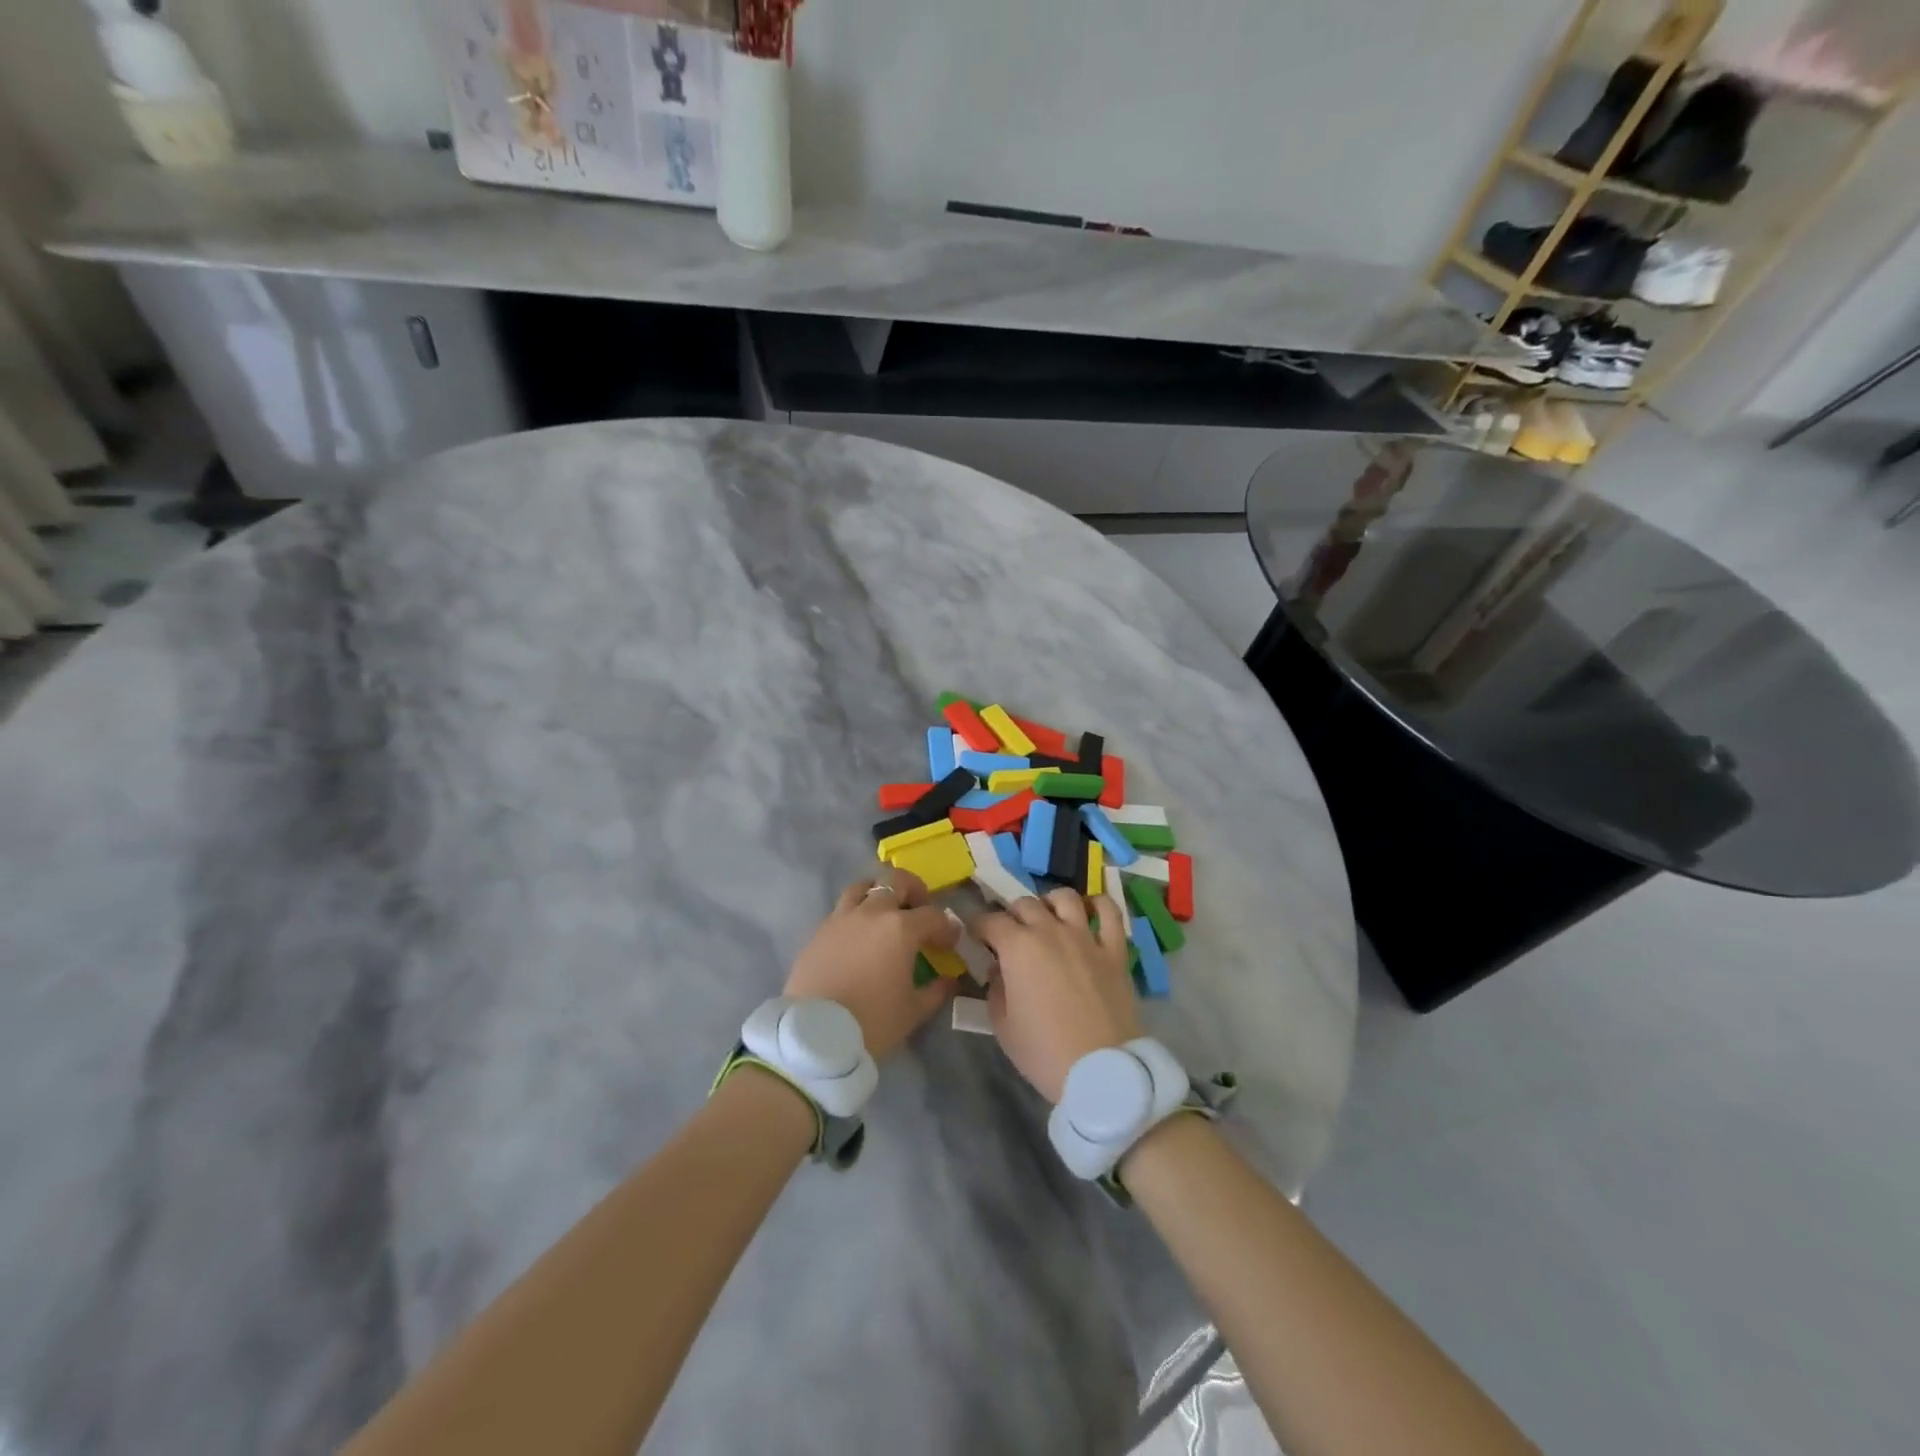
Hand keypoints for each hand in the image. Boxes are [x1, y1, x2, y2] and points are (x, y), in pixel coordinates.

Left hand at [784, 866, 962, 1060]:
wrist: (814, 1035)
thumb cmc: (872, 1021)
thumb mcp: (913, 1011)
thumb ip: (936, 991)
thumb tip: (948, 980)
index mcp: (900, 928)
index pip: (933, 916)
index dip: (946, 929)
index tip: (948, 945)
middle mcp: (872, 913)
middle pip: (896, 882)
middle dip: (914, 890)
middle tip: (918, 909)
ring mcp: (842, 918)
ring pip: (863, 887)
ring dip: (878, 893)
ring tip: (884, 914)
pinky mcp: (819, 931)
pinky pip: (841, 910)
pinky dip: (855, 914)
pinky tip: (857, 937)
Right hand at [971, 889, 1139, 1102]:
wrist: (1101, 1071)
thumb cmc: (1044, 1052)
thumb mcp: (1003, 1026)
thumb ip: (995, 989)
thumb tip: (998, 970)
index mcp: (1018, 947)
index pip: (990, 921)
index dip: (978, 926)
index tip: (975, 936)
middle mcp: (1050, 931)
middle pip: (1025, 904)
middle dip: (1011, 914)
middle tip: (1009, 934)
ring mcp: (1086, 937)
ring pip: (1064, 898)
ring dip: (1049, 903)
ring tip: (1047, 918)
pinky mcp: (1114, 950)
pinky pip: (1109, 913)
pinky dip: (1098, 905)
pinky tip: (1090, 911)